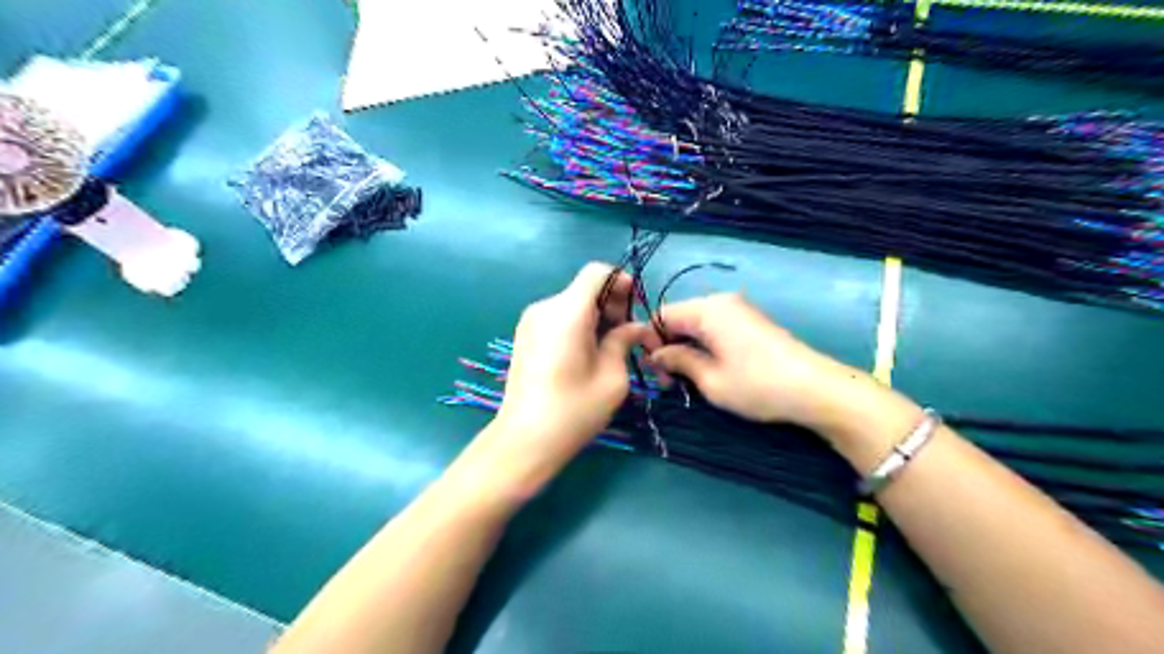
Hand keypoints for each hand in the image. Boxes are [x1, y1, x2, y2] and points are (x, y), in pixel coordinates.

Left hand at [472, 262, 652, 498]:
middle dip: (611, 304)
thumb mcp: (612, 378)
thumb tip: (635, 327)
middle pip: (584, 288)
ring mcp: (530, 321)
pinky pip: (558, 318)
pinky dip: (578, 325)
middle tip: (628, 335)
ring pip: (572, 303)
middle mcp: (545, 308)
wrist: (524, 440)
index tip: (635, 307)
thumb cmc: (573, 411)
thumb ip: (624, 341)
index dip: (621, 282)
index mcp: (567, 312)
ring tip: (610, 348)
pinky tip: (586, 354)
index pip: (597, 273)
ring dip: (595, 316)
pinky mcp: (524, 336)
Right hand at [646, 291, 862, 428]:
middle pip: (680, 318)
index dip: (650, 341)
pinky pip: (716, 328)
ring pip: (697, 325)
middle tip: (669, 383)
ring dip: (687, 349)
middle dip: (669, 347)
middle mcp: (722, 302)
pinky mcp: (751, 322)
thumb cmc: (756, 385)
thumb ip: (678, 361)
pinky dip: (705, 346)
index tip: (652, 371)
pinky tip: (709, 370)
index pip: (662, 315)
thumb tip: (655, 355)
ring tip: (688, 381)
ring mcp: (739, 311)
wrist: (815, 389)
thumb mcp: (709, 379)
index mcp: (707, 309)